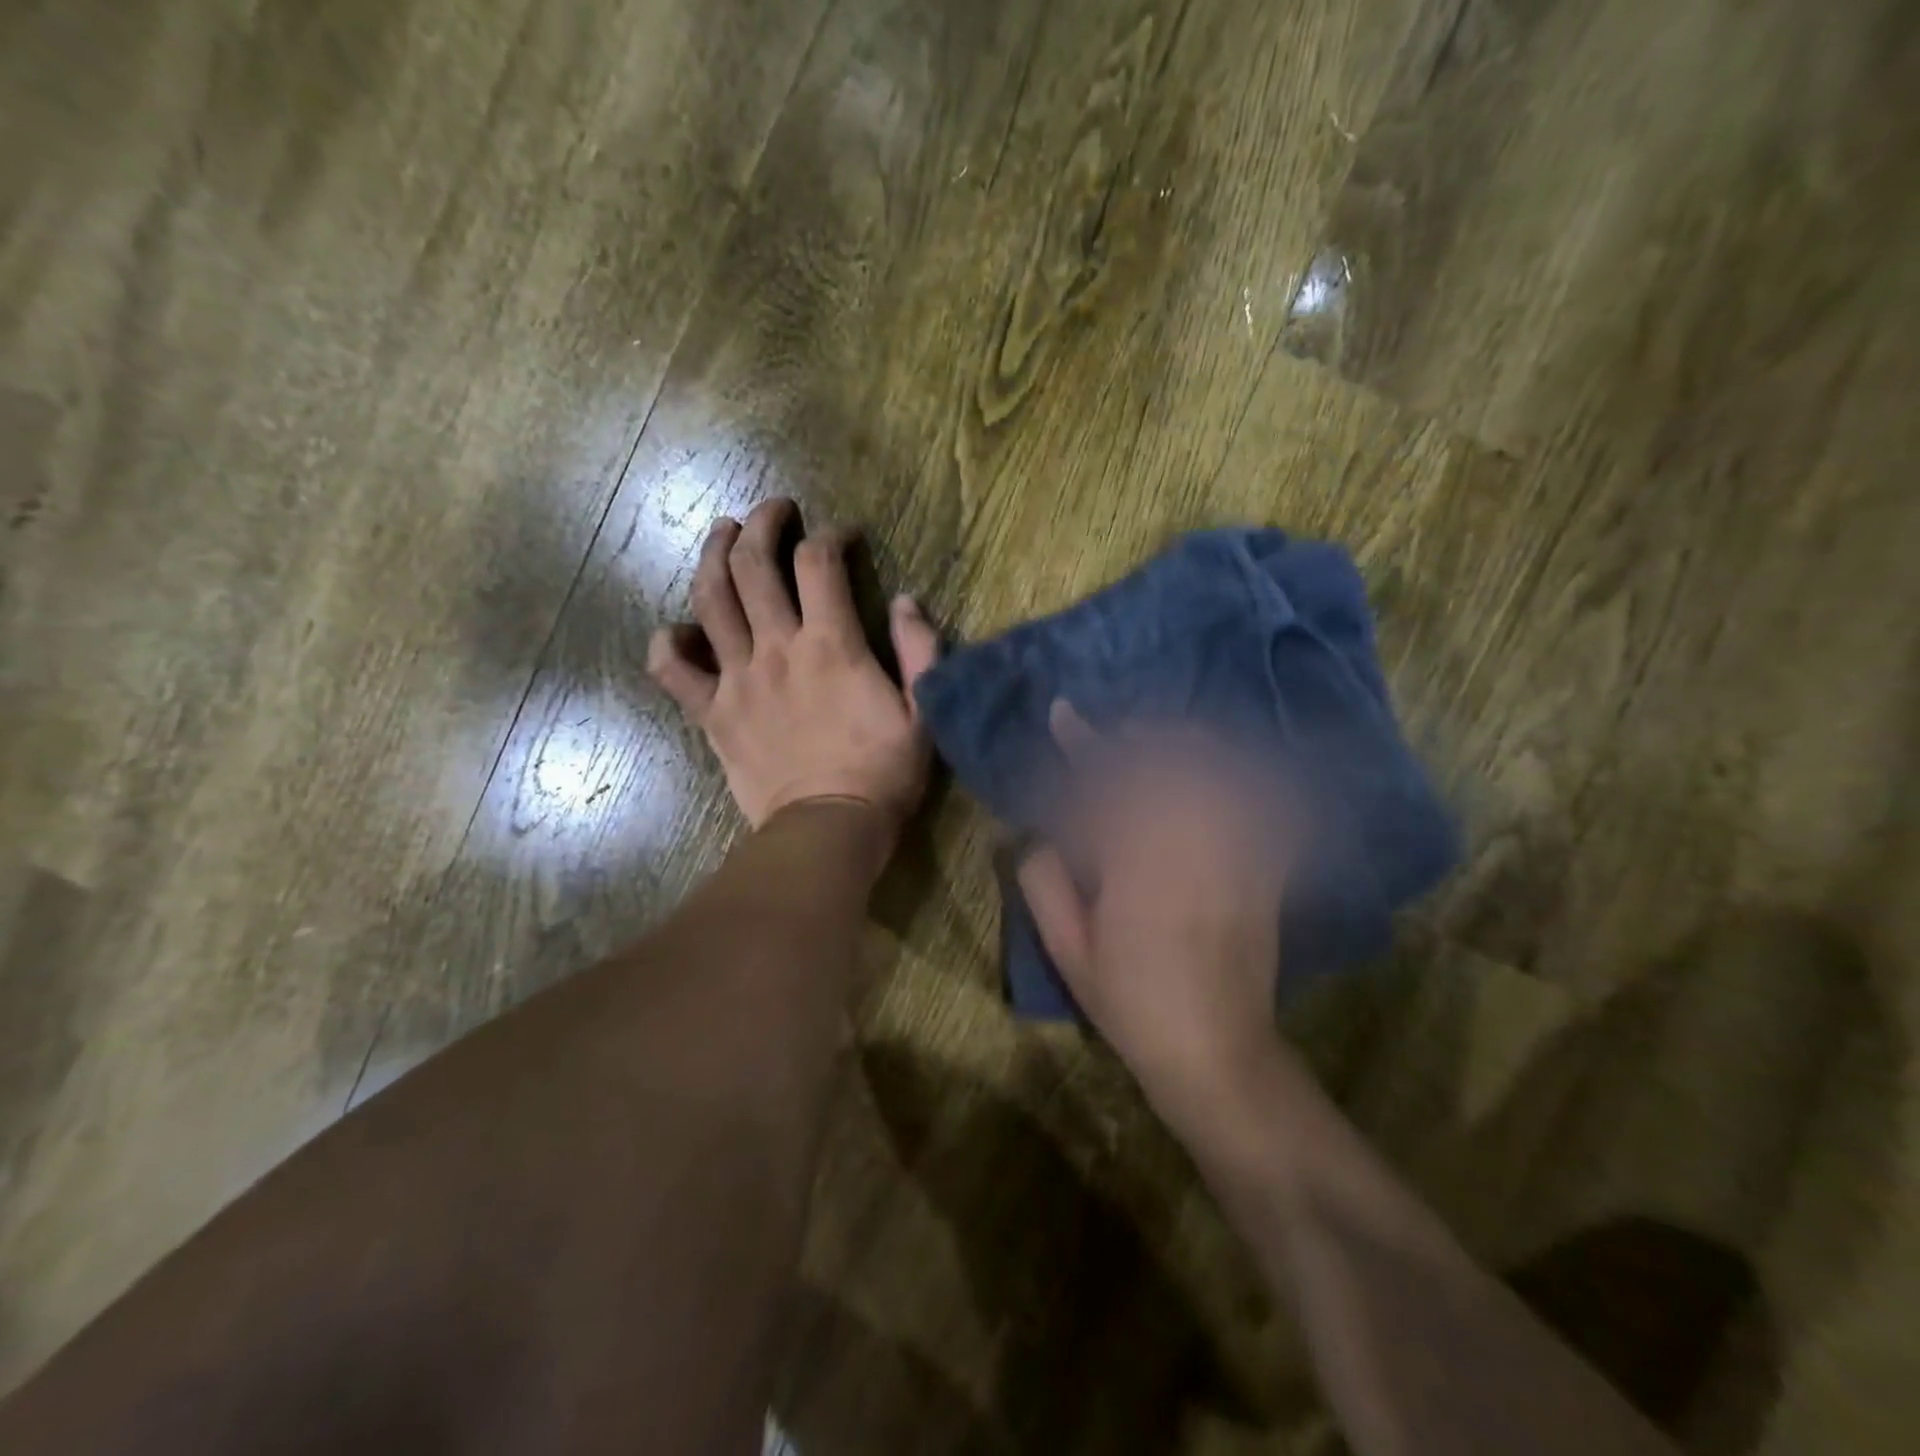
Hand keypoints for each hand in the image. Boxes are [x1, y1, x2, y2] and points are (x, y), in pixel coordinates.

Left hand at [647, 499, 940, 848]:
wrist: (827, 829)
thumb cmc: (882, 773)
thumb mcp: (923, 711)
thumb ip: (919, 651)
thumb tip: (905, 601)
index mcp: (830, 645)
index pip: (819, 563)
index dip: (829, 537)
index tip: (841, 536)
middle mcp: (776, 649)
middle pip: (754, 565)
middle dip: (761, 524)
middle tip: (773, 511)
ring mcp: (737, 680)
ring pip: (709, 600)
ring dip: (712, 556)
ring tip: (721, 534)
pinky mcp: (712, 714)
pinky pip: (673, 672)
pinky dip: (666, 645)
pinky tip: (674, 632)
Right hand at [1017, 703, 1292, 1112]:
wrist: (1215, 1050)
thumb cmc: (1132, 1002)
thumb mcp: (1069, 951)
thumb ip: (1044, 883)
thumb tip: (1039, 834)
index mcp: (1135, 866)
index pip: (1105, 784)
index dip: (1082, 744)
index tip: (1064, 714)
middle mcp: (1189, 848)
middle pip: (1167, 765)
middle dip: (1137, 736)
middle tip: (1115, 730)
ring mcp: (1234, 856)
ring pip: (1215, 775)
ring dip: (1188, 746)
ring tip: (1163, 738)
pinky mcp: (1264, 870)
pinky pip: (1263, 806)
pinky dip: (1247, 776)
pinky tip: (1229, 766)